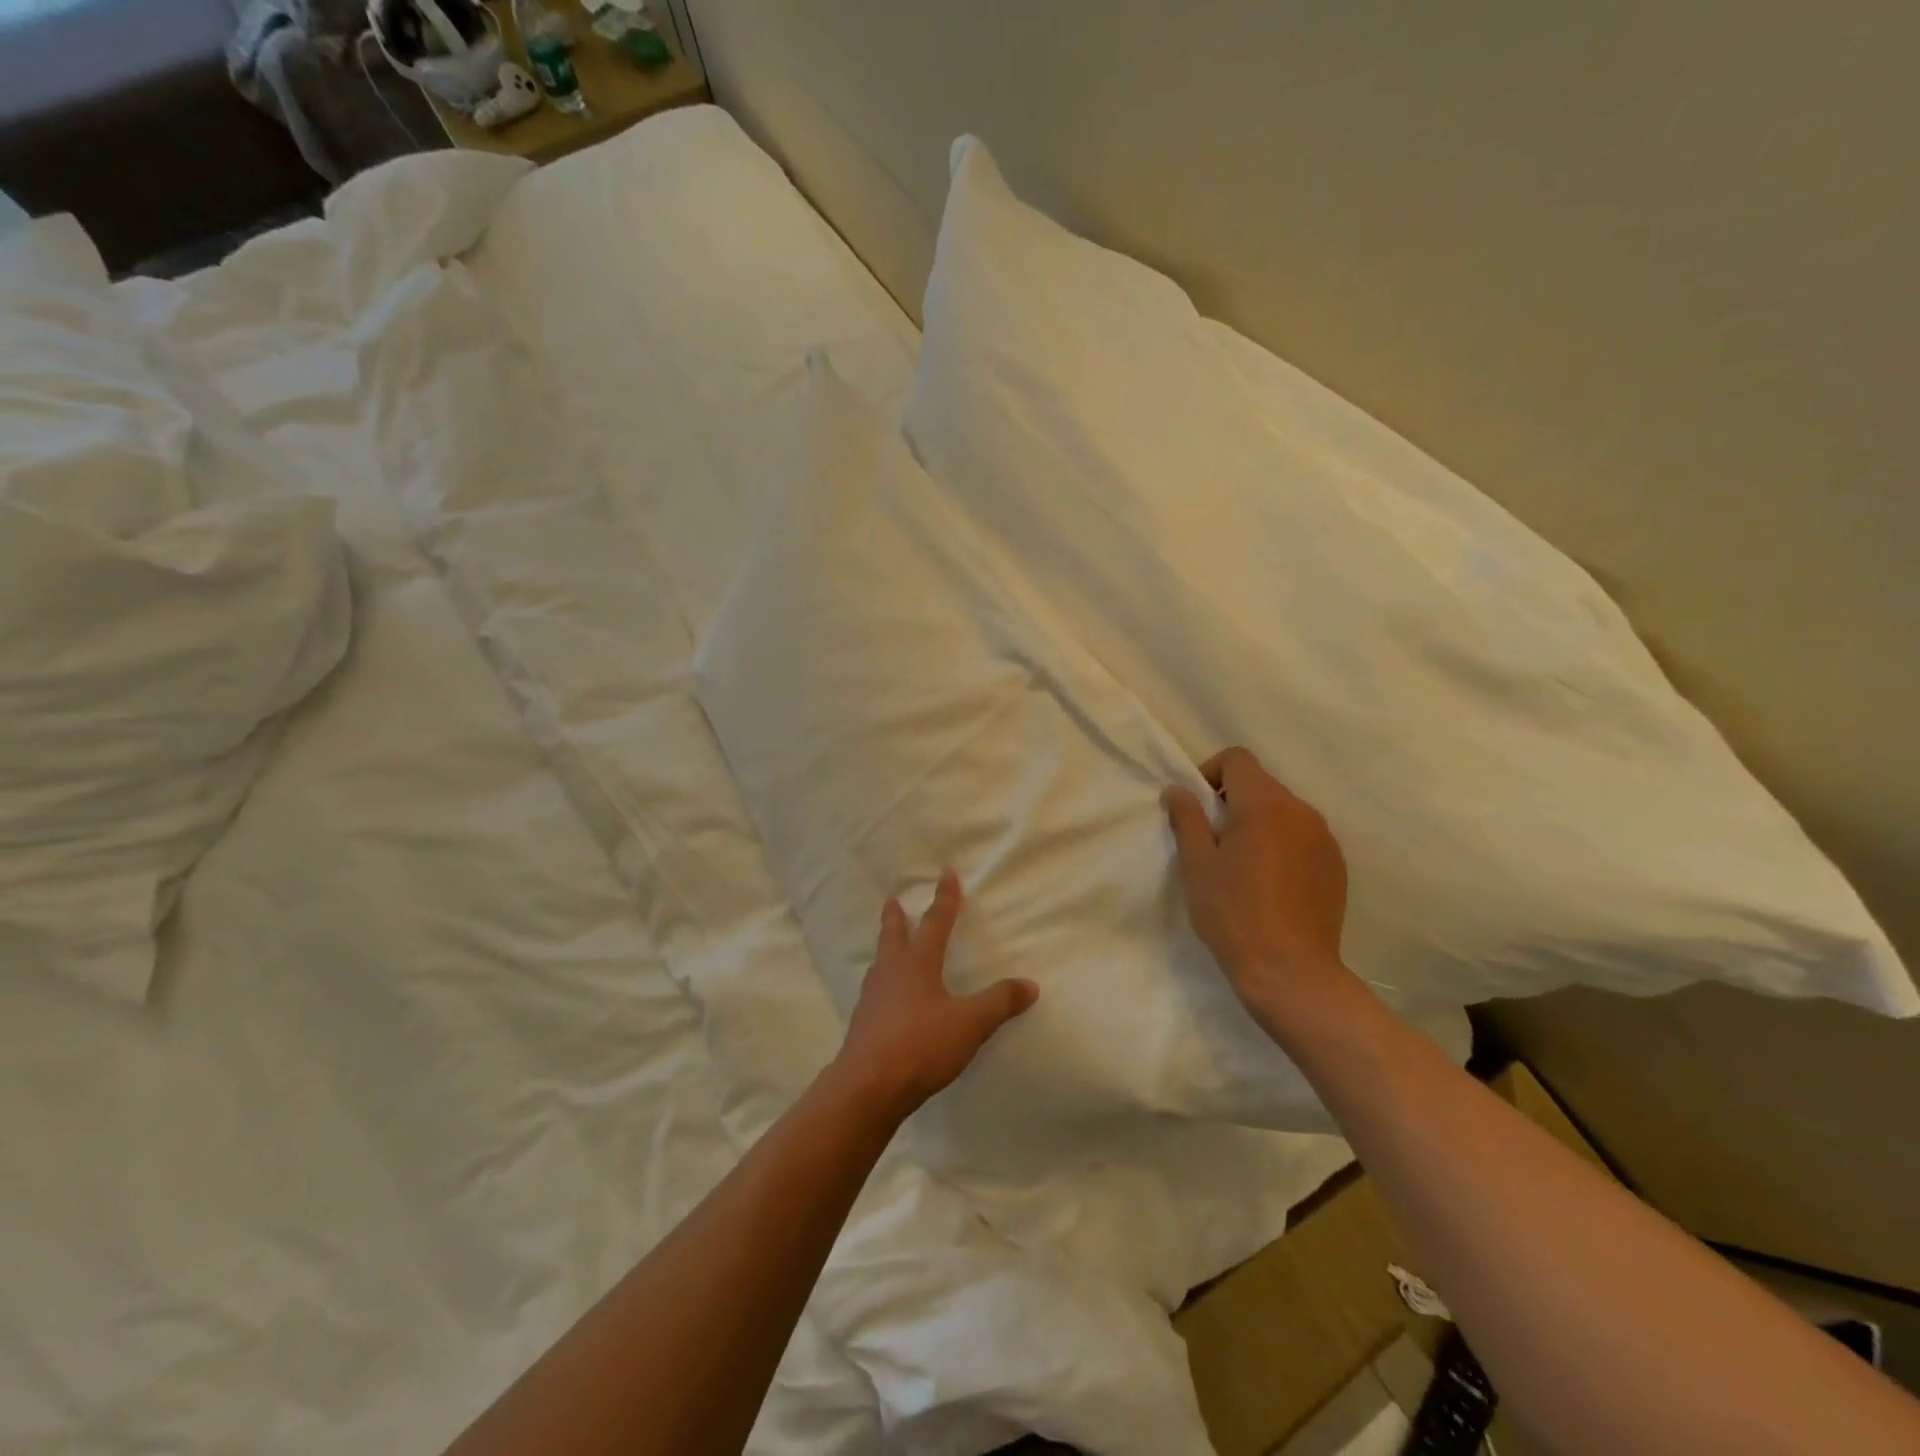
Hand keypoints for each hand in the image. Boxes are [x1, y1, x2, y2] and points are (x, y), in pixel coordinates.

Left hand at [831, 870, 1038, 1122]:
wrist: (867, 1086)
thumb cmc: (921, 1045)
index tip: (946, 873)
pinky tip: (886, 998)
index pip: (935, 923)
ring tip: (889, 947)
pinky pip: (875, 992)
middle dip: (896, 917)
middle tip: (892, 900)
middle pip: (893, 936)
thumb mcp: (970, 1024)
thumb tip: (1030, 985)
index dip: (945, 899)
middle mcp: (891, 973)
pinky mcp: (863, 1024)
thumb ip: (999, 1003)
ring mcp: (872, 998)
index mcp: (917, 964)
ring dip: (887, 948)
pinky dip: (883, 983)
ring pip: (880, 962)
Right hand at [1163, 747, 1362, 1032]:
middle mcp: (1301, 811)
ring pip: (1283, 812)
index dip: (1210, 773)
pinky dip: (1282, 845)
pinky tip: (1269, 884)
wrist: (1291, 972)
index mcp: (1264, 805)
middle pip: (1261, 784)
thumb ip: (1187, 819)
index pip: (1238, 759)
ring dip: (1258, 824)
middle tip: (1213, 843)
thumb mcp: (1197, 865)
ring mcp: (1324, 839)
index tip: (1197, 809)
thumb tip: (1177, 790)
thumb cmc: (1233, 914)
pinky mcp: (1336, 866)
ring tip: (1242, 866)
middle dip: (1232, 802)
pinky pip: (1302, 837)